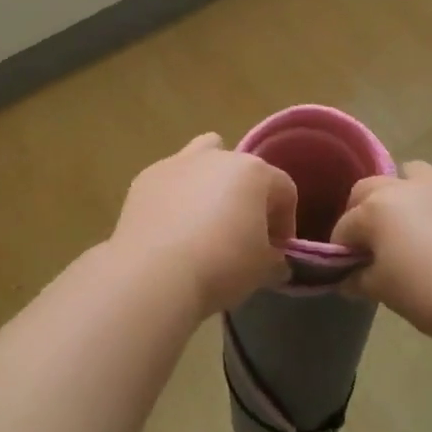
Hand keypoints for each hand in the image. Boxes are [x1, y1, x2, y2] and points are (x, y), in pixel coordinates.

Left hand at [110, 133, 297, 315]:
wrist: (154, 274)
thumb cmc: (222, 265)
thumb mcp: (263, 269)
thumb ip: (275, 258)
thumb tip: (274, 259)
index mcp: (253, 172)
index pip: (284, 191)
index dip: (286, 223)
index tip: (276, 252)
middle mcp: (217, 157)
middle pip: (243, 169)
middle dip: (247, 197)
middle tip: (243, 233)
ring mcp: (177, 163)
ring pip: (202, 157)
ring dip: (209, 181)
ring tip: (205, 218)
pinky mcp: (145, 178)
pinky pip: (170, 181)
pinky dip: (175, 197)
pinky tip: (171, 229)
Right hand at [331, 160, 431, 348]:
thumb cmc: (431, 295)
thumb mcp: (385, 292)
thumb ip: (360, 279)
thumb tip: (347, 278)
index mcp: (377, 209)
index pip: (345, 225)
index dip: (342, 247)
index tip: (346, 266)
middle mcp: (407, 187)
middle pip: (371, 187)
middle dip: (364, 209)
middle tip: (373, 240)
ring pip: (414, 175)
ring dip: (406, 194)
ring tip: (416, 225)